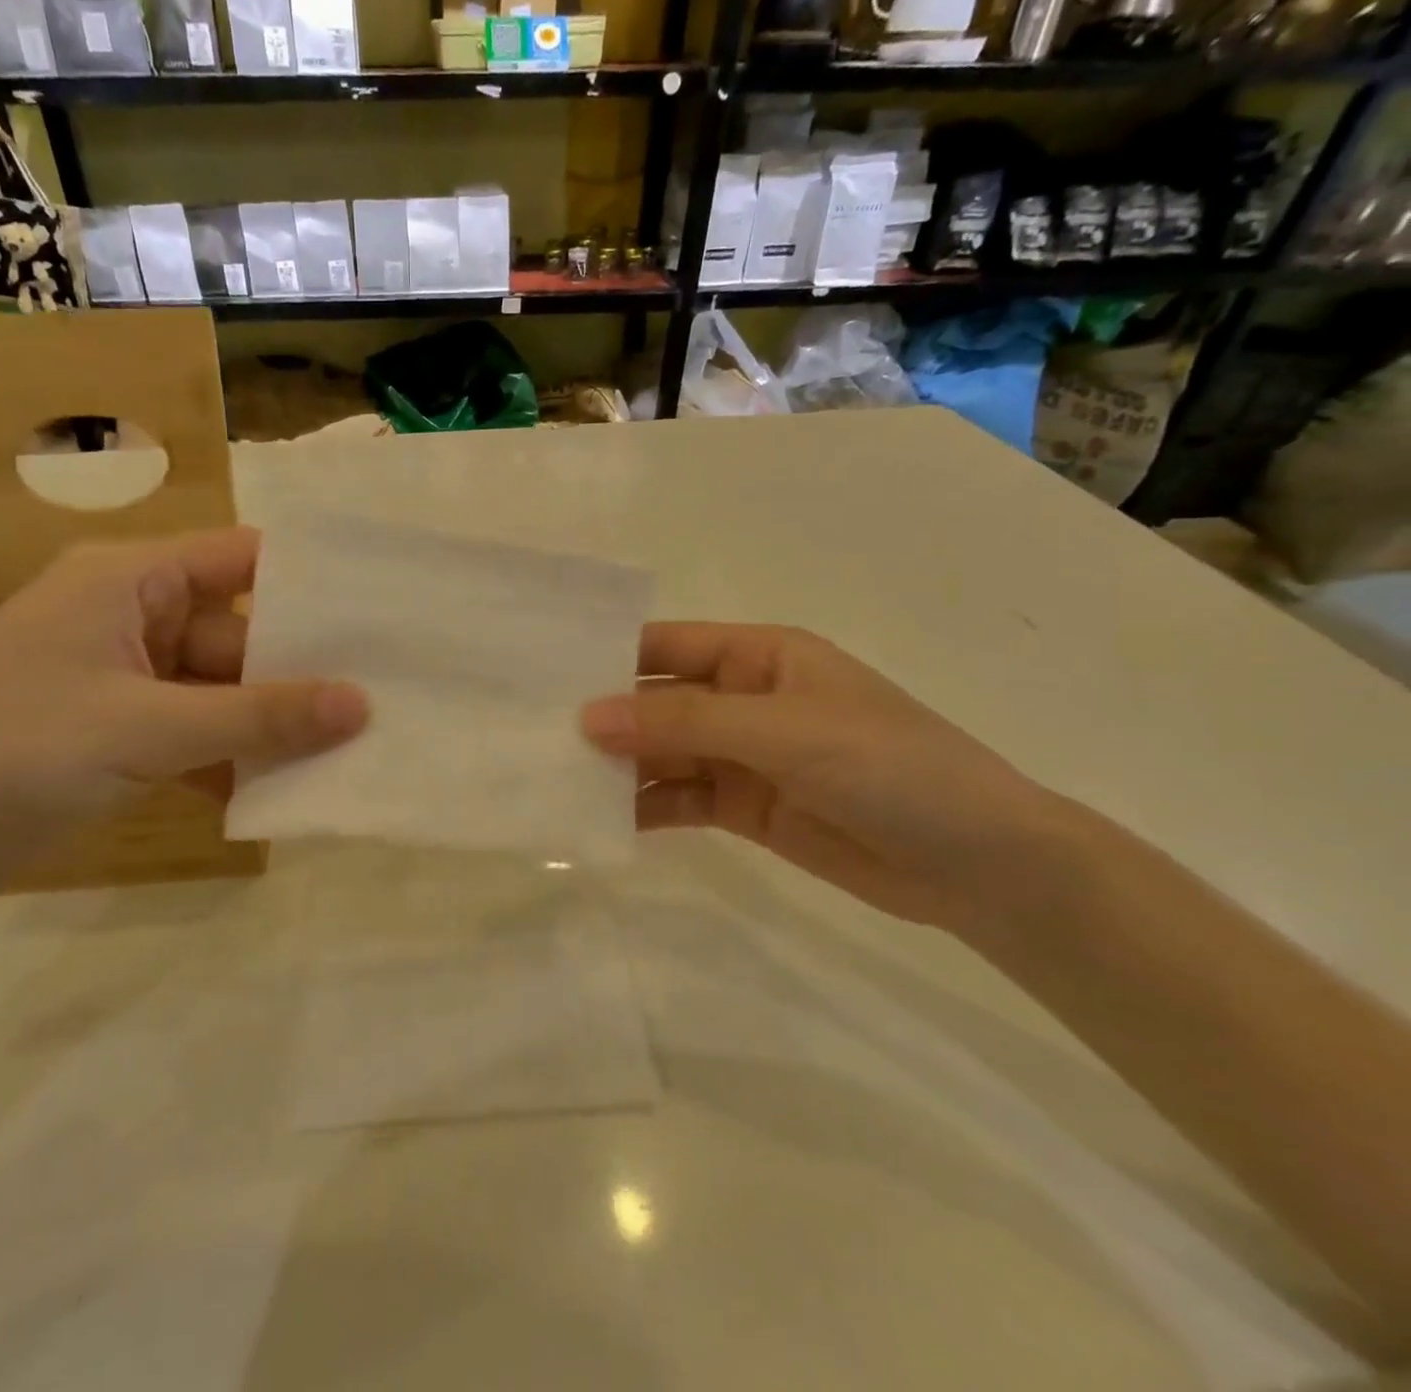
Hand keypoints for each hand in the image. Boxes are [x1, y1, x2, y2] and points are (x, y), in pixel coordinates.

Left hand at [0, 529, 366, 901]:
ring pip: (219, 691)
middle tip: (381, 699)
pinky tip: (280, 791)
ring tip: (349, 749)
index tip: (379, 614)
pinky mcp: (114, 734)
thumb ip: (259, 717)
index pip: (242, 559)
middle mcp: (131, 616)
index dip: (308, 583)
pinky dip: (230, 759)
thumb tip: (362, 705)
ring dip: (268, 724)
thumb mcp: (146, 730)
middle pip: (238, 633)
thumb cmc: (10, 752)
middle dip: (299, 672)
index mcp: (130, 580)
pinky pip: (193, 733)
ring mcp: (122, 679)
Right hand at [582, 623, 1085, 934]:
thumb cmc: (890, 767)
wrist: (978, 866)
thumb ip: (684, 722)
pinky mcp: (743, 807)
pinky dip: (644, 809)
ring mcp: (742, 756)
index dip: (608, 658)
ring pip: (662, 755)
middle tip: (534, 738)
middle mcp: (742, 700)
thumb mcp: (783, 731)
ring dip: (618, 768)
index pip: (666, 647)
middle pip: (657, 704)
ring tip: (555, 782)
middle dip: (605, 720)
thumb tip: (589, 717)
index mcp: (758, 656)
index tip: (544, 677)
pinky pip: (680, 800)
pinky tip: (601, 821)